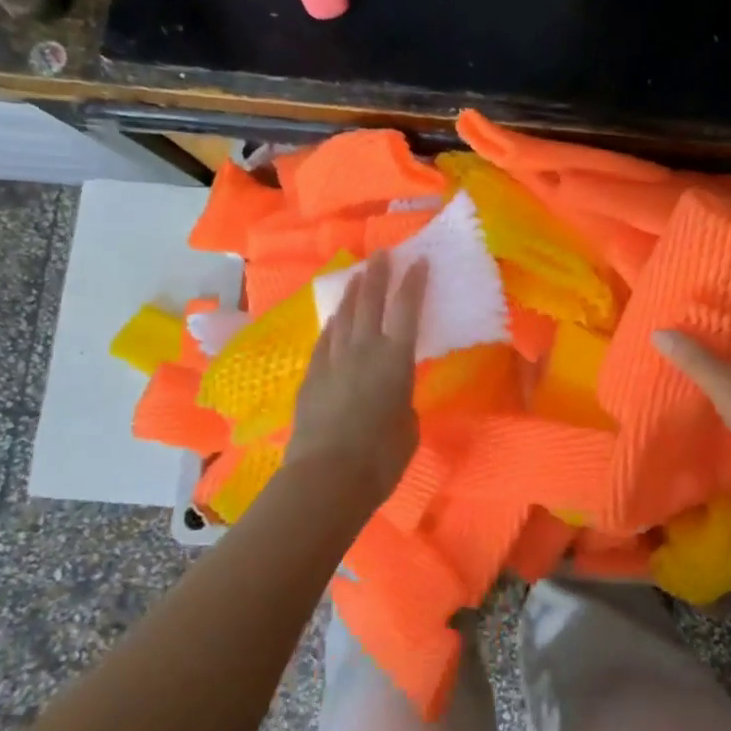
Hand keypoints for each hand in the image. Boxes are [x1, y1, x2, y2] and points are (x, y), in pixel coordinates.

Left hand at [287, 254, 427, 507]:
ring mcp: (333, 361)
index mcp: (395, 359)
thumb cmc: (382, 458)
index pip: (406, 310)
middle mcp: (363, 350)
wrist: (327, 476)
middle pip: (370, 302)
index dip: (413, 283)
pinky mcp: (312, 376)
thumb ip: (404, 402)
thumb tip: (394, 396)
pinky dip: (333, 323)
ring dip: (353, 294)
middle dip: (378, 275)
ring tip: (359, 277)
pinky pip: (325, 339)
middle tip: (382, 254)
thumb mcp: (408, 426)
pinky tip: (335, 318)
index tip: (418, 260)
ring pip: (344, 316)